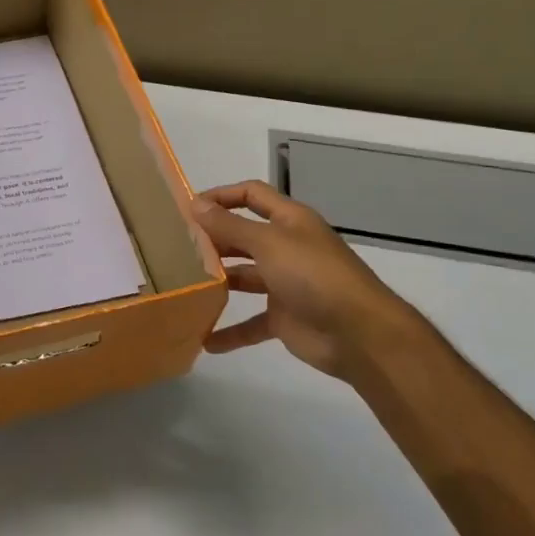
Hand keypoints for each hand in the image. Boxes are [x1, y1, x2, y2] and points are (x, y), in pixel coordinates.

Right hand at [193, 181, 418, 378]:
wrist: (360, 335)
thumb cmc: (313, 275)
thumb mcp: (268, 243)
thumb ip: (229, 225)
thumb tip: (195, 203)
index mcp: (289, 221)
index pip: (252, 195)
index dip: (221, 196)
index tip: (187, 208)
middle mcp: (286, 247)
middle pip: (243, 236)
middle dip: (213, 240)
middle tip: (175, 247)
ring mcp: (285, 284)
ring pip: (243, 278)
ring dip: (217, 282)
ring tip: (181, 285)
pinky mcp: (284, 318)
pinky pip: (250, 323)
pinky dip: (230, 331)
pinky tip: (204, 340)